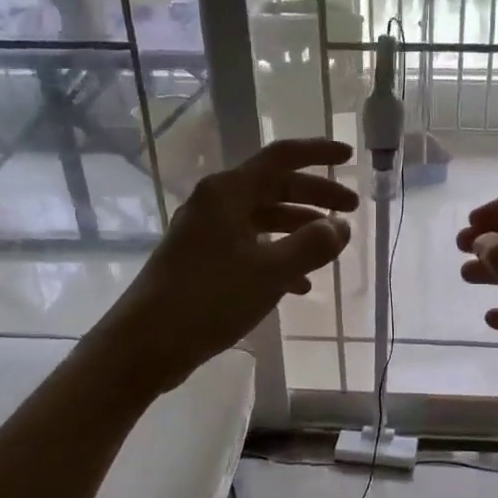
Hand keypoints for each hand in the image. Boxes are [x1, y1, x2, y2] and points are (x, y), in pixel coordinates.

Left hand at [99, 138, 357, 391]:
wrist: (146, 343)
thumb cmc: (210, 299)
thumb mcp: (271, 272)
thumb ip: (312, 245)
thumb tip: (341, 226)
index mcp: (228, 192)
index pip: (281, 157)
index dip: (318, 153)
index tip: (349, 158)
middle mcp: (216, 203)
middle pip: (275, 187)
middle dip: (315, 197)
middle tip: (351, 210)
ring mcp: (207, 232)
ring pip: (263, 218)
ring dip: (299, 229)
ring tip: (330, 249)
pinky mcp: (202, 260)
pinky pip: (250, 246)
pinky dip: (277, 257)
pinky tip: (300, 285)